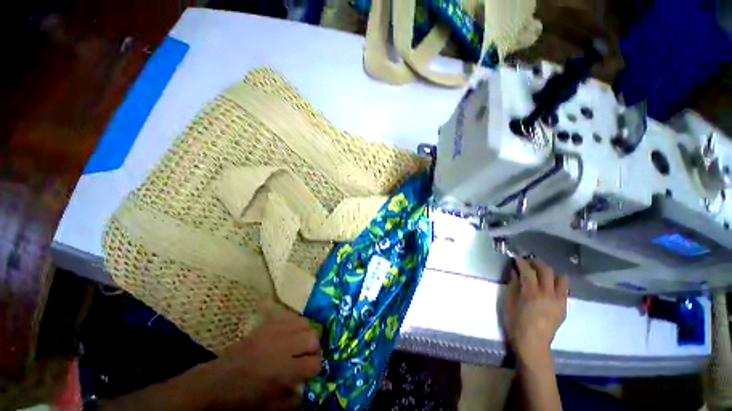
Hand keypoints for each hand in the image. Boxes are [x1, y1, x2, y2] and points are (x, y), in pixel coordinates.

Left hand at [194, 307, 321, 409]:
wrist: (219, 380)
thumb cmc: (245, 397)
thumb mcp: (271, 407)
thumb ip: (294, 400)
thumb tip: (308, 388)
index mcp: (283, 371)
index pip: (314, 363)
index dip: (315, 368)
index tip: (311, 371)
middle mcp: (282, 347)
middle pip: (313, 338)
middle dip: (314, 348)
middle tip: (307, 355)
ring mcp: (275, 331)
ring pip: (305, 323)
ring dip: (306, 333)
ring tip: (300, 342)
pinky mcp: (268, 323)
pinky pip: (291, 316)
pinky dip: (295, 323)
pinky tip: (291, 332)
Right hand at [502, 257, 568, 364]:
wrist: (533, 344)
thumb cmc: (515, 323)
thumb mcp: (508, 302)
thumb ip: (512, 284)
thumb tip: (514, 271)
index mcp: (531, 293)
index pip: (528, 270)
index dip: (521, 261)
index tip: (515, 257)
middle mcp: (548, 294)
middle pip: (546, 270)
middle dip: (536, 262)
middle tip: (528, 261)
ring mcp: (558, 301)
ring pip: (560, 278)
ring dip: (550, 271)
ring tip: (541, 272)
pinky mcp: (563, 307)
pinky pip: (564, 289)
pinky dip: (556, 282)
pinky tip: (548, 285)